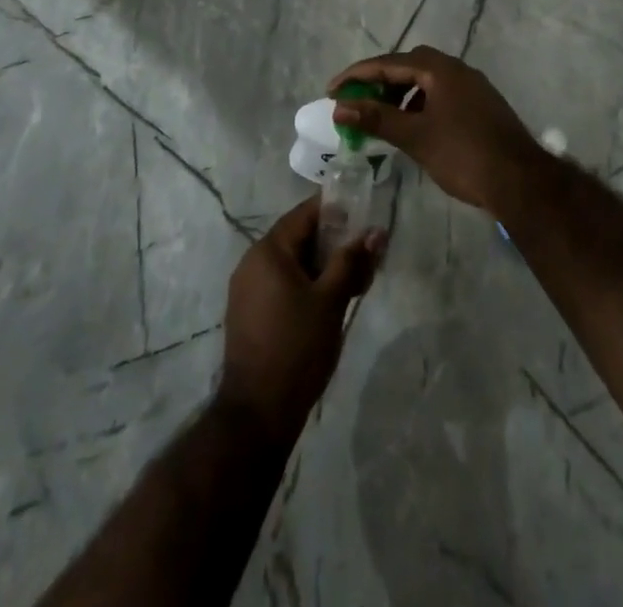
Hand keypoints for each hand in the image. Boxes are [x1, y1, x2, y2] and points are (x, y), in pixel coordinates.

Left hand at [217, 196, 383, 445]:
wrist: (258, 412)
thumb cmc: (297, 347)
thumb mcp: (331, 300)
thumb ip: (352, 260)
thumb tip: (375, 230)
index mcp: (268, 250)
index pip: (305, 214)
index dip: (336, 210)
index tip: (365, 215)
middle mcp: (252, 261)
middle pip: (299, 238)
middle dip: (334, 243)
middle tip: (367, 255)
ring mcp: (247, 289)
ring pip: (293, 264)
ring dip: (323, 266)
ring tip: (356, 282)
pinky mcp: (249, 313)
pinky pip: (282, 284)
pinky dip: (307, 284)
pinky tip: (331, 301)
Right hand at [329, 46, 542, 213]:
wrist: (520, 181)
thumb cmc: (463, 154)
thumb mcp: (414, 136)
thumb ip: (376, 118)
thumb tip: (340, 107)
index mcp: (440, 69)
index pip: (389, 63)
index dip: (357, 75)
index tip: (332, 91)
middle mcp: (457, 69)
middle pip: (409, 65)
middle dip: (380, 81)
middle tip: (359, 101)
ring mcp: (473, 87)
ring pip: (427, 80)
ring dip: (401, 93)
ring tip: (383, 117)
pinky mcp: (482, 105)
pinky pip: (442, 94)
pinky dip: (421, 104)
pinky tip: (414, 127)